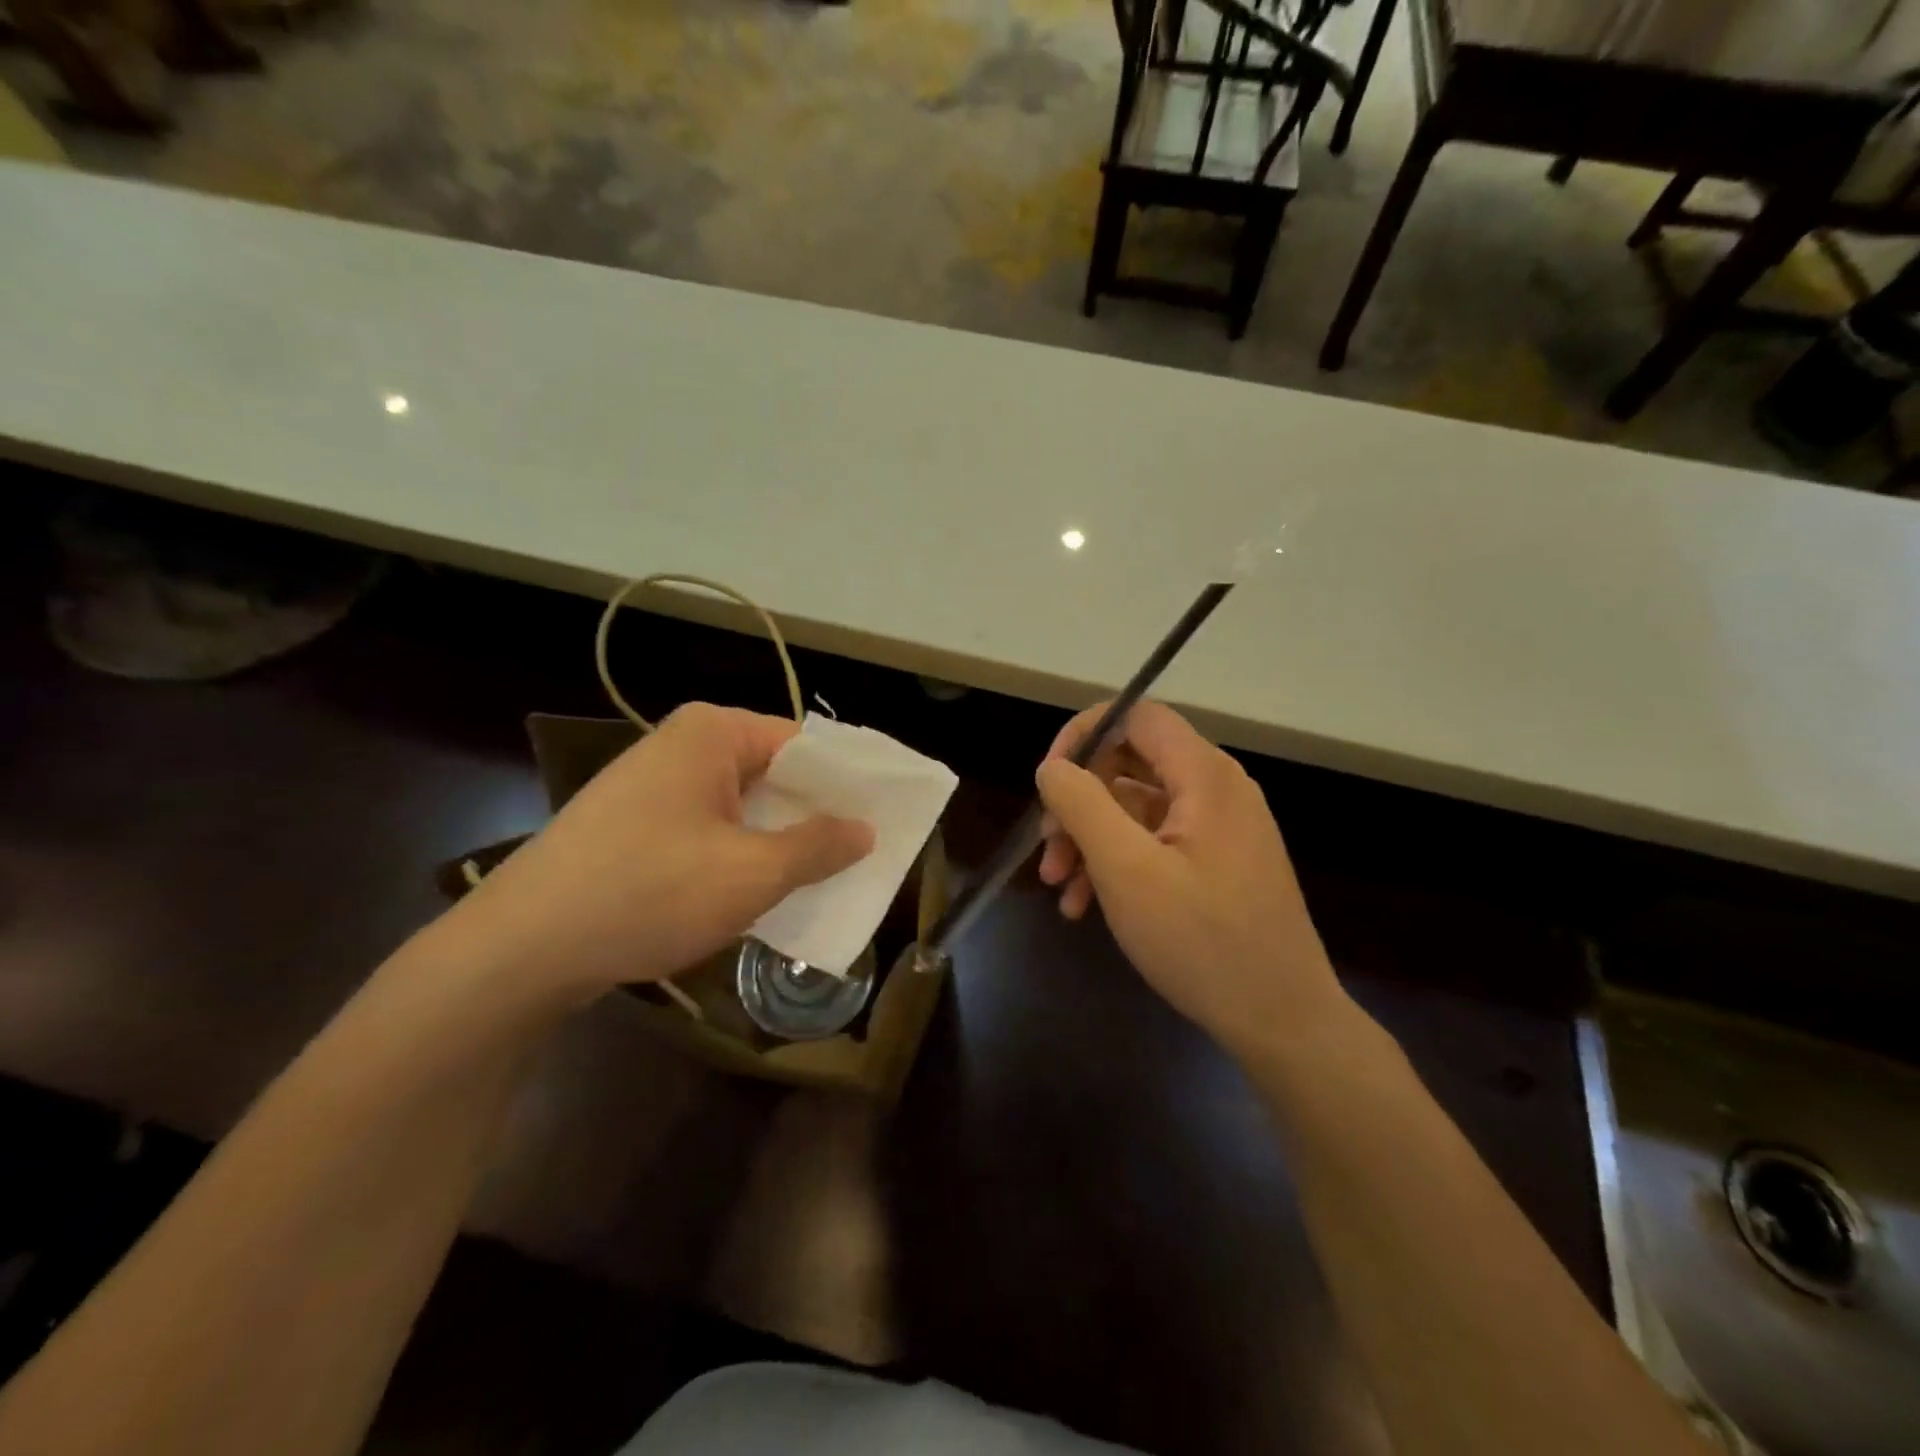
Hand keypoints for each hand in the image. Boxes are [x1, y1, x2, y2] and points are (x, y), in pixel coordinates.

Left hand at [437, 703, 872, 1004]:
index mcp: (713, 733)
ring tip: (823, 876)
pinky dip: (741, 854)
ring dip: (780, 840)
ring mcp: (653, 785)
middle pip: (774, 773)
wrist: (521, 950)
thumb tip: (865, 829)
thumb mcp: (751, 873)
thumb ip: (818, 846)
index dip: (848, 782)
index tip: (884, 817)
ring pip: (742, 805)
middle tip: (863, 852)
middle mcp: (683, 745)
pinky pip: (709, 829)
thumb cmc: (649, 892)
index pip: (806, 744)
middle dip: (816, 814)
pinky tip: (761, 890)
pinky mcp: (633, 825)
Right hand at [1035, 701, 1345, 1059]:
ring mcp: (1218, 828)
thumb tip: (1052, 767)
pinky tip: (1084, 906)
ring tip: (1058, 888)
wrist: (1282, 1021)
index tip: (1048, 780)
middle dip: (1079, 802)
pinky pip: (1154, 842)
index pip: (1136, 716)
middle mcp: (1216, 789)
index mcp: (1204, 775)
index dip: (1084, 735)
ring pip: (1135, 809)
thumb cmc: (1202, 940)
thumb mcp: (1126, 869)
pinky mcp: (1216, 863)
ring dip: (1090, 840)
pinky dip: (1117, 863)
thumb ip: (1082, 805)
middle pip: (1130, 764)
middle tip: (1048, 848)